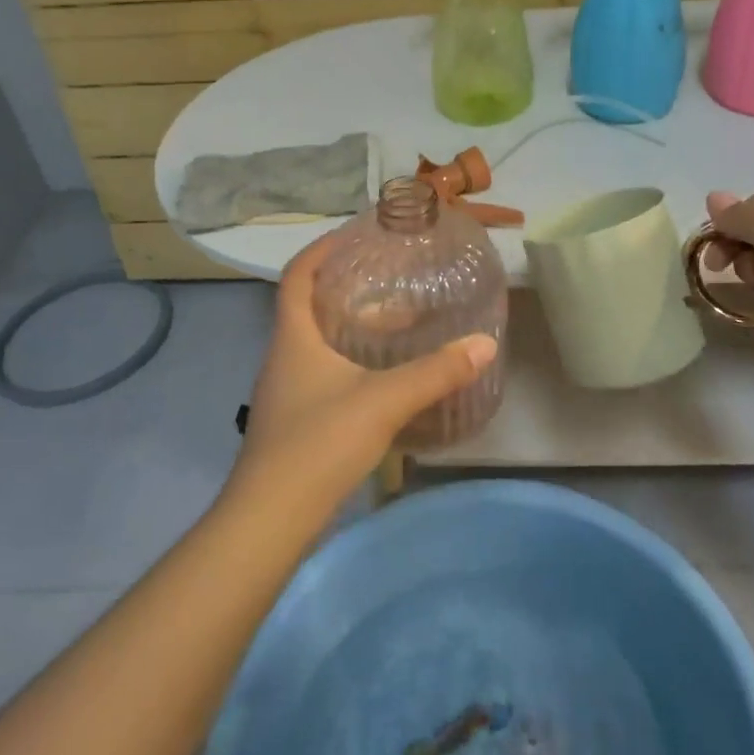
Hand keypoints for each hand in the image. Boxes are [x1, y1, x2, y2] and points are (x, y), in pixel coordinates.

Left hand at [227, 234, 498, 526]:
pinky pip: (326, 373)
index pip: (297, 275)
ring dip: (354, 327)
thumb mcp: (383, 401)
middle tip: (395, 278)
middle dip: (350, 288)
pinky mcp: (297, 421)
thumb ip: (435, 372)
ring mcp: (288, 392)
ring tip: (400, 322)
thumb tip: (484, 343)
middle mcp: (285, 357)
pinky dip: (354, 362)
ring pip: (320, 343)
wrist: (269, 520)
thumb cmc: (318, 444)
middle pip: (312, 307)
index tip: (356, 234)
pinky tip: (386, 377)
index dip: (322, 249)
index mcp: (294, 338)